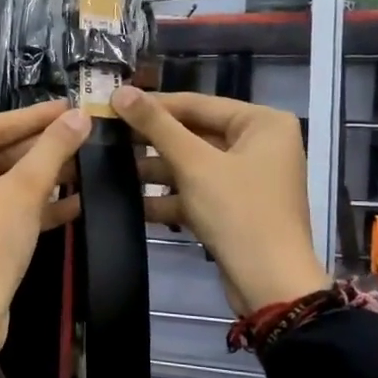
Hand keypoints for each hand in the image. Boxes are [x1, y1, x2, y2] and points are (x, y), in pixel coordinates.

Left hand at [0, 100, 90, 351]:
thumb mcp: (21, 193)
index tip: (69, 106)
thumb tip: (80, 116)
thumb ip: (51, 151)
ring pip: (3, 185)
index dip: (34, 117)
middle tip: (81, 133)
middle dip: (41, 149)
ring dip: (43, 178)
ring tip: (85, 164)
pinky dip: (34, 207)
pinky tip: (77, 201)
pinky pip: (3, 211)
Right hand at [112, 86, 330, 315]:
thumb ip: (156, 125)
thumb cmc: (239, 212)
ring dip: (155, 170)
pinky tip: (131, 202)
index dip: (153, 105)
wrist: (270, 286)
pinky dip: (168, 197)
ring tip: (110, 169)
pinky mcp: (234, 208)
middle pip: (194, 134)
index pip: (198, 104)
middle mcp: (259, 144)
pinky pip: (196, 192)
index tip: (111, 105)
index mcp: (262, 123)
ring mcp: (247, 178)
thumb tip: (120, 90)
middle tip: (107, 137)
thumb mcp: (194, 164)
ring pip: (192, 165)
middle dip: (151, 141)